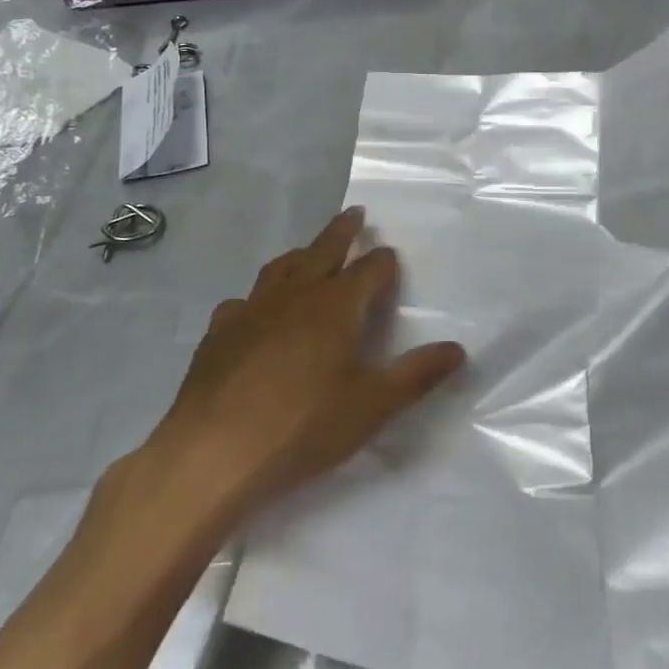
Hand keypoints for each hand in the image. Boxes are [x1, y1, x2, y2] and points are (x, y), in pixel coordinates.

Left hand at [121, 208, 464, 542]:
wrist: (211, 455)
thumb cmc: (303, 426)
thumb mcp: (373, 405)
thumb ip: (417, 374)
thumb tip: (458, 349)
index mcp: (336, 305)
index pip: (369, 269)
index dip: (383, 261)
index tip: (390, 254)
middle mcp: (295, 295)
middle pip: (324, 250)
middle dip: (343, 231)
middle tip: (354, 213)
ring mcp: (251, 310)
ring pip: (281, 268)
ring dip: (301, 255)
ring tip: (308, 253)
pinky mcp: (218, 334)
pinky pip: (243, 301)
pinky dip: (258, 297)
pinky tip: (254, 312)